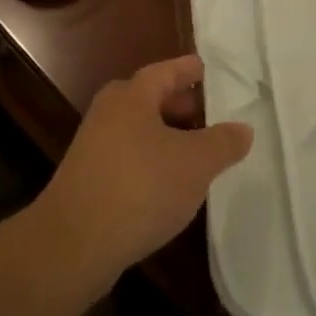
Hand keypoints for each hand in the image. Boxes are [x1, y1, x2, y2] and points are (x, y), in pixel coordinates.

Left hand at [34, 54, 252, 293]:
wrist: (72, 245)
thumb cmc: (140, 187)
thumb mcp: (195, 164)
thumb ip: (223, 143)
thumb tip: (243, 128)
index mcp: (132, 96)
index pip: (166, 71)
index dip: (189, 70)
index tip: (207, 70)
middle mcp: (109, 113)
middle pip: (150, 99)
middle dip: (180, 105)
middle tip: (209, 114)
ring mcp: (94, 147)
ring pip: (139, 131)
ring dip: (167, 137)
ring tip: (197, 153)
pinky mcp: (87, 180)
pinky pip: (128, 158)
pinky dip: (151, 162)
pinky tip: (169, 186)